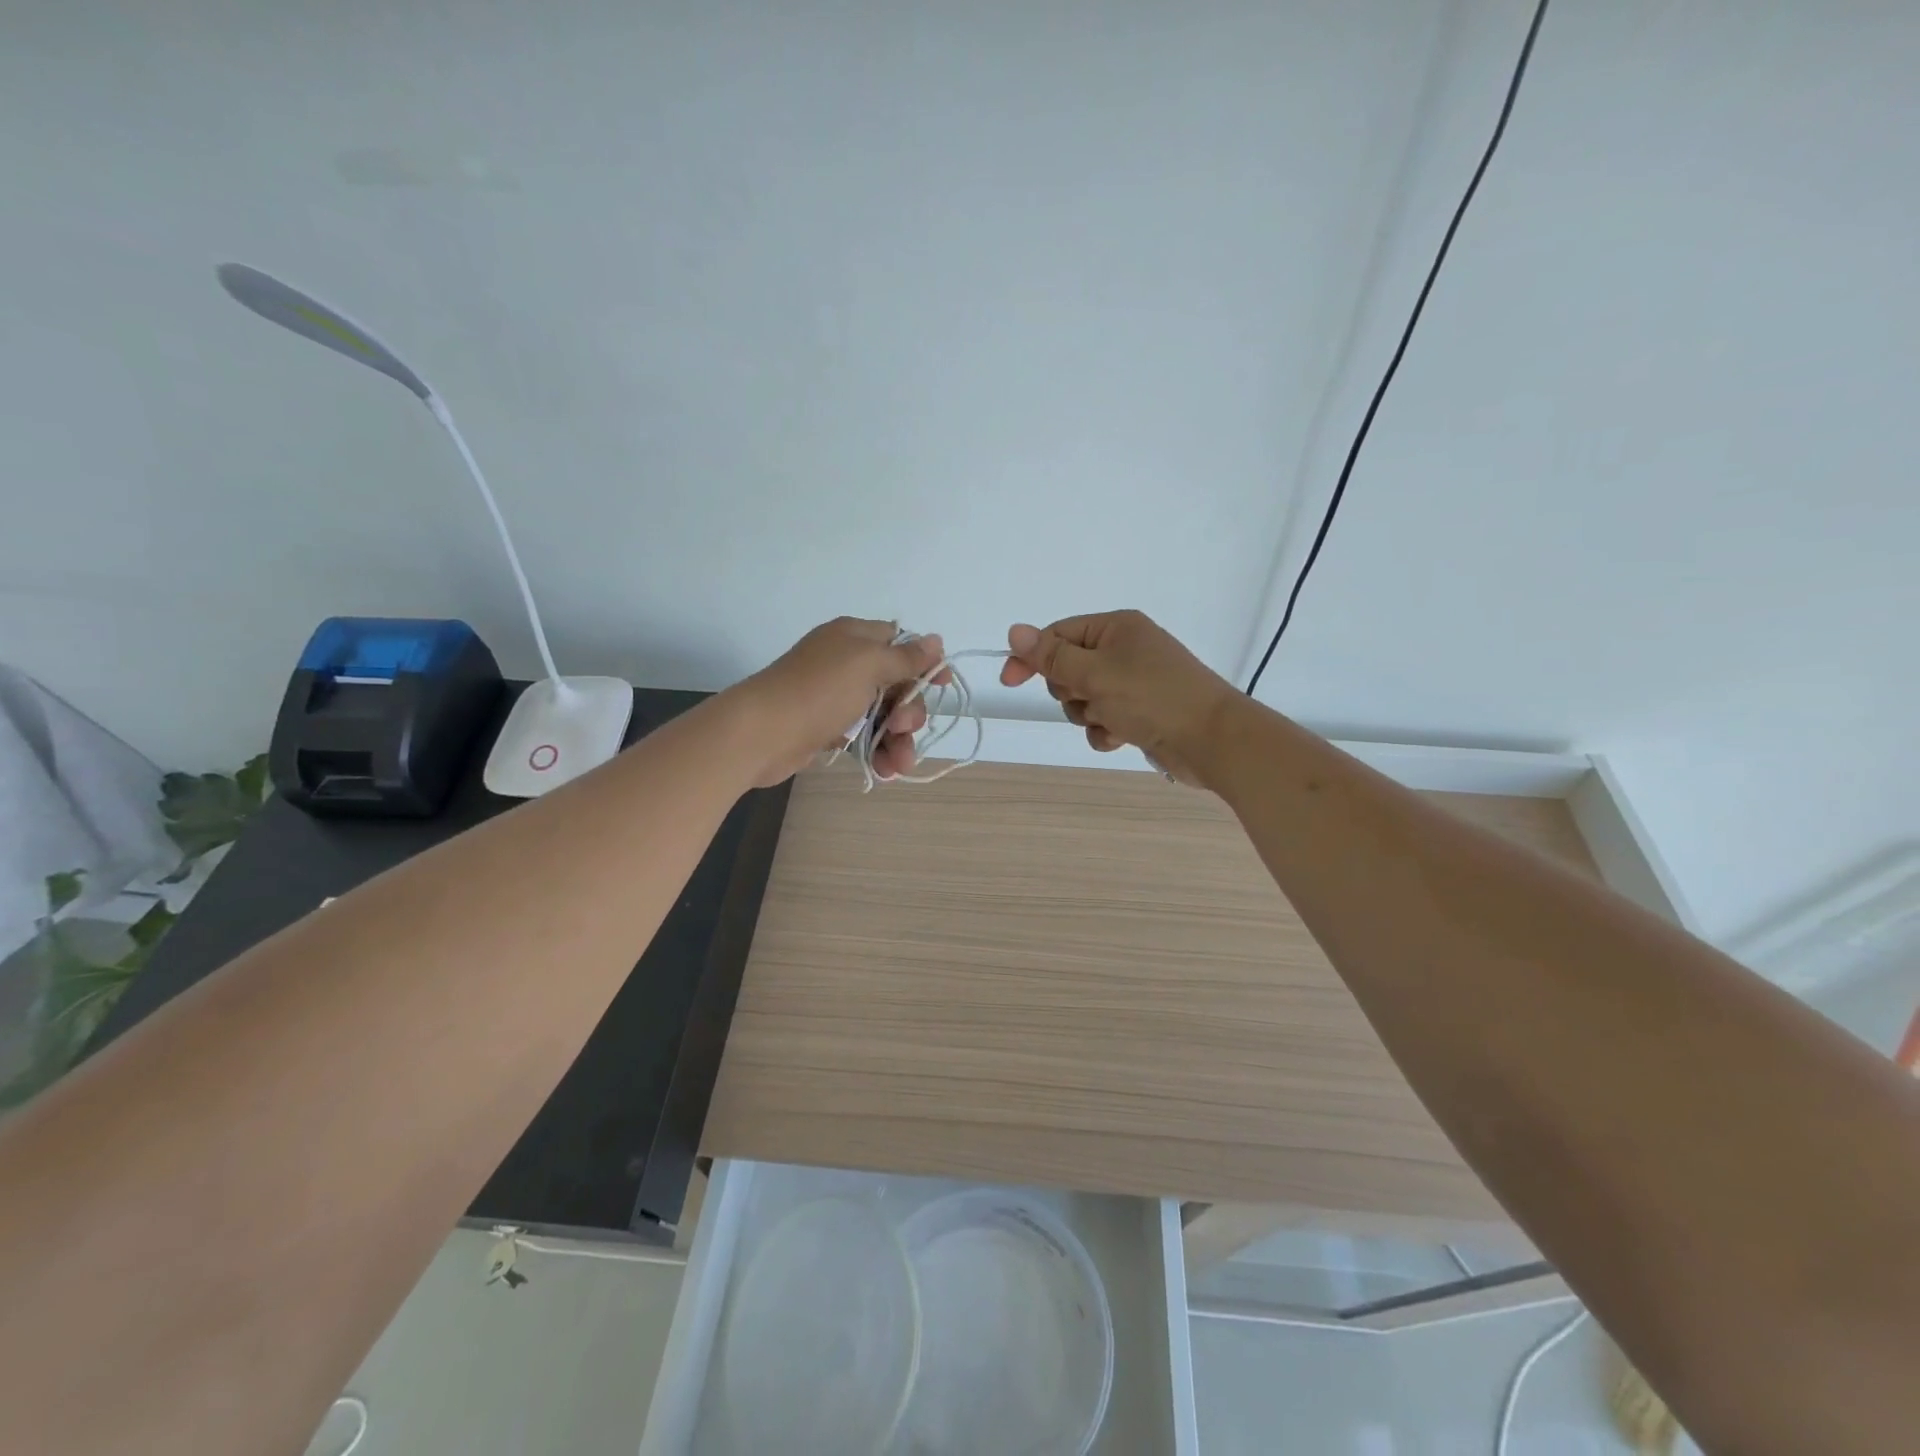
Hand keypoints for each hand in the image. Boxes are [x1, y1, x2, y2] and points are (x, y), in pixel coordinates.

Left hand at [735, 617, 950, 787]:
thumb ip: (906, 657)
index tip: (941, 685)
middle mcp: (846, 663)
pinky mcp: (827, 727)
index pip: (899, 642)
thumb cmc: (819, 691)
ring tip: (899, 764)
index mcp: (855, 638)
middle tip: (904, 728)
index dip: (923, 663)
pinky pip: (863, 736)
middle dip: (910, 710)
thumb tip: (936, 640)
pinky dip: (877, 751)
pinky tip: (885, 770)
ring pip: (883, 715)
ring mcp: (836, 697)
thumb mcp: (869, 665)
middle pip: (896, 684)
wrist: (761, 733)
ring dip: (898, 739)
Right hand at [998, 611, 1236, 784]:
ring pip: (1083, 699)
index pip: (1058, 634)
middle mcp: (1124, 650)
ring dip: (1089, 715)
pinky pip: (1103, 720)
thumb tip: (1014, 630)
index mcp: (1115, 628)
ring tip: (1113, 720)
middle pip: (1068, 669)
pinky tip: (1121, 737)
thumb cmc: (1152, 697)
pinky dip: (1106, 730)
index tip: (1009, 681)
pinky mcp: (1140, 712)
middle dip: (1071, 691)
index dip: (1032, 657)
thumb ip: (1051, 656)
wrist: (1213, 740)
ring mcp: (1133, 682)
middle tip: (1091, 698)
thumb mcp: (1094, 673)